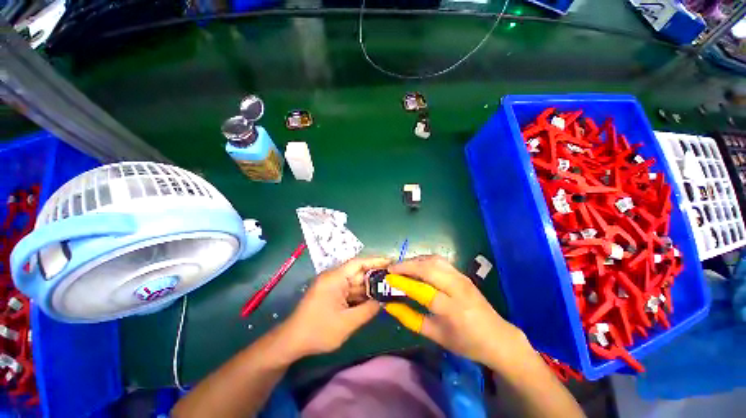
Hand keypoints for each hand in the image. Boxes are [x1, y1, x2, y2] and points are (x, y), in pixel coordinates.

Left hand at [279, 257, 390, 358]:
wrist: (292, 342)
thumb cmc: (319, 331)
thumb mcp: (347, 323)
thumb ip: (368, 310)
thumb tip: (383, 301)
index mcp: (335, 278)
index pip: (358, 263)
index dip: (375, 261)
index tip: (391, 262)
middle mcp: (334, 277)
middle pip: (358, 272)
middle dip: (375, 277)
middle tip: (394, 280)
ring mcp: (332, 286)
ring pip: (355, 283)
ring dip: (369, 287)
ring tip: (388, 290)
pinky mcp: (332, 294)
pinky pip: (350, 291)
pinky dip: (361, 295)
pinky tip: (373, 299)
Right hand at [385, 255, 525, 367]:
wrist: (497, 337)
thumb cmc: (465, 341)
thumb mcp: (435, 335)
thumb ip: (410, 319)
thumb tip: (389, 305)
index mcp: (452, 309)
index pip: (422, 290)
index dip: (403, 282)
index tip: (387, 278)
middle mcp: (458, 288)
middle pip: (428, 268)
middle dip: (406, 265)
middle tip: (391, 269)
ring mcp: (461, 277)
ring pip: (433, 260)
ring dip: (415, 260)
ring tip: (401, 266)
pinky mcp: (462, 273)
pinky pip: (439, 261)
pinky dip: (424, 260)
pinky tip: (417, 265)